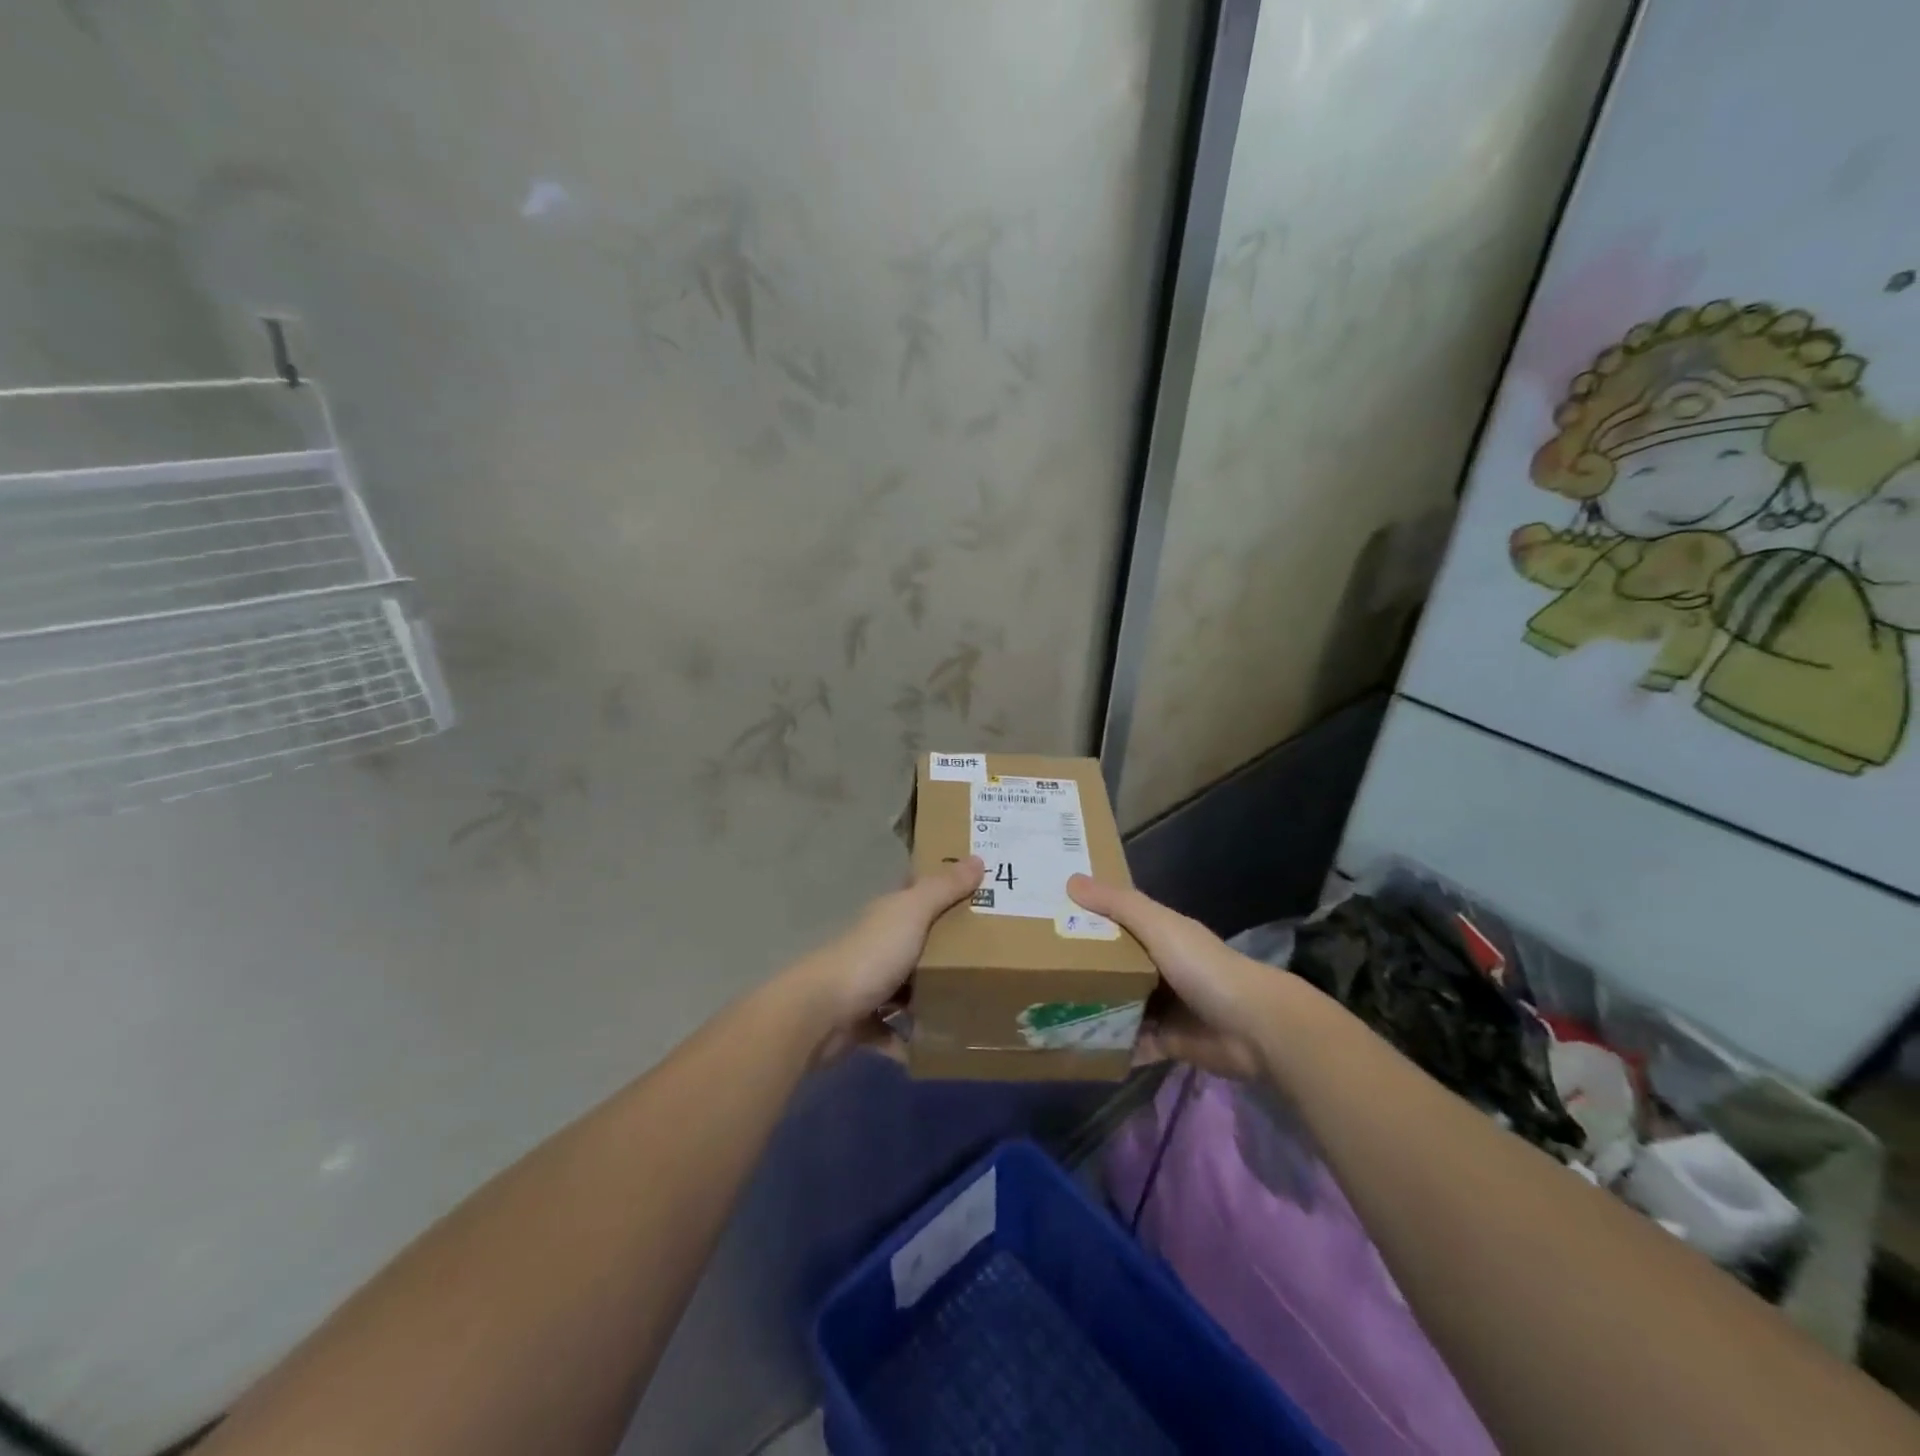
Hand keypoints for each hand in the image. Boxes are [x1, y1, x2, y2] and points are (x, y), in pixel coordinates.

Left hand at [785, 857, 984, 1061]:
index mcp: (888, 915)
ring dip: (931, 995)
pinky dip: (912, 1038)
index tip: (981, 891)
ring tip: (975, 1000)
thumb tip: (978, 858)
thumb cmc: (871, 956)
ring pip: (907, 988)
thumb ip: (943, 889)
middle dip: (948, 947)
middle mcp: (877, 946)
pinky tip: (942, 1044)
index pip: (917, 895)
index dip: (944, 890)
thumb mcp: (912, 914)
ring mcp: (868, 986)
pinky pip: (895, 1031)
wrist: (821, 1013)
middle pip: (917, 942)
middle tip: (994, 952)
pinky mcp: (864, 1024)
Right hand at [1067, 875, 1288, 1079]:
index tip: (1049, 918)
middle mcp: (1159, 968)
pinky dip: (1111, 1046)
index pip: (1117, 922)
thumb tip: (1071, 880)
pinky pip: (1131, 1043)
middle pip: (1114, 965)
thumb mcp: (1158, 926)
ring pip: (1119, 1005)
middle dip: (1083, 968)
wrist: (1253, 1027)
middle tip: (1038, 970)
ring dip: (1094, 1008)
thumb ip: (1118, 905)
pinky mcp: (1167, 1042)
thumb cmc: (1203, 967)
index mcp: (1160, 935)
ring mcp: (1163, 1007)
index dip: (1087, 918)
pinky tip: (1078, 1047)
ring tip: (1048, 1010)